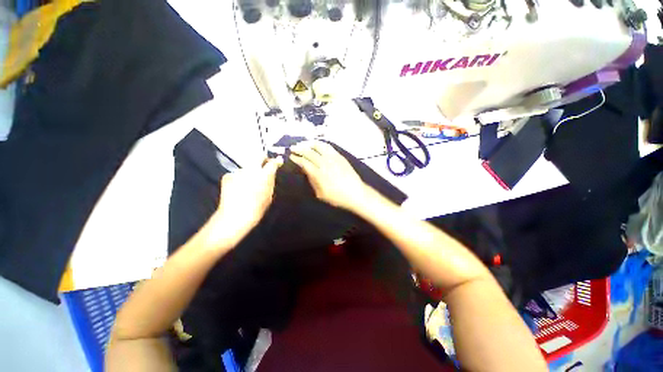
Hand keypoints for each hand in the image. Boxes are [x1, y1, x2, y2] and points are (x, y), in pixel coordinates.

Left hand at [199, 158, 282, 249]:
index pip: (272, 162)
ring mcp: (237, 172)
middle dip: (262, 161)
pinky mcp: (227, 176)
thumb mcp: (269, 196)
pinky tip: (238, 188)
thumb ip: (270, 182)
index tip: (277, 161)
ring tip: (249, 183)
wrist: (235, 216)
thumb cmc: (256, 208)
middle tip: (264, 168)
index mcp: (264, 175)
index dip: (275, 161)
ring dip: (250, 172)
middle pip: (258, 158)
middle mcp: (250, 169)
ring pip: (247, 167)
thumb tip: (272, 173)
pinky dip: (239, 178)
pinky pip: (237, 174)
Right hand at [290, 141, 368, 210]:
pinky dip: (321, 143)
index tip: (291, 156)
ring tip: (303, 143)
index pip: (304, 162)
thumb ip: (312, 181)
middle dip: (299, 149)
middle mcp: (324, 163)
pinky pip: (328, 146)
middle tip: (293, 148)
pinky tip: (317, 144)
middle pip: (309, 152)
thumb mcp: (321, 193)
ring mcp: (333, 158)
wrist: (355, 193)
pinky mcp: (339, 156)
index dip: (296, 159)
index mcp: (318, 174)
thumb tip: (306, 171)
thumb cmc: (337, 197)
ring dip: (309, 144)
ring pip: (318, 146)